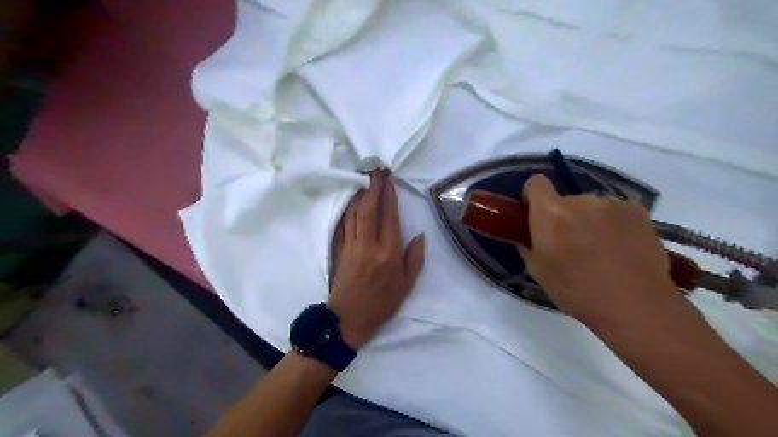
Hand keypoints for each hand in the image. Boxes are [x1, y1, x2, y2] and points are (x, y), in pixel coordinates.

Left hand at [326, 169, 424, 348]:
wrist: (349, 319)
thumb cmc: (382, 304)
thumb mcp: (407, 285)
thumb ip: (414, 258)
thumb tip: (419, 235)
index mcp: (389, 253)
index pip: (389, 217)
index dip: (389, 196)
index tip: (389, 179)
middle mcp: (369, 245)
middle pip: (369, 209)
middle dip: (373, 187)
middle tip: (376, 169)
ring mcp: (351, 246)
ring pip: (354, 213)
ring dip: (359, 194)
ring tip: (364, 179)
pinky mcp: (340, 249)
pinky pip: (343, 224)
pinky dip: (347, 209)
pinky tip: (351, 200)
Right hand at [522, 174, 681, 323]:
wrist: (635, 305)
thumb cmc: (576, 290)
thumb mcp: (537, 270)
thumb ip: (527, 244)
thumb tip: (528, 234)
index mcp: (550, 212)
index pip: (535, 182)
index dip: (532, 196)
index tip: (535, 214)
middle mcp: (580, 199)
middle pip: (564, 199)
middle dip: (563, 215)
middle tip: (570, 244)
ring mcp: (611, 203)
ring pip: (590, 206)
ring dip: (589, 220)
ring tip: (600, 250)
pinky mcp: (637, 210)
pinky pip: (615, 210)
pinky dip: (613, 223)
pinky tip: (621, 247)